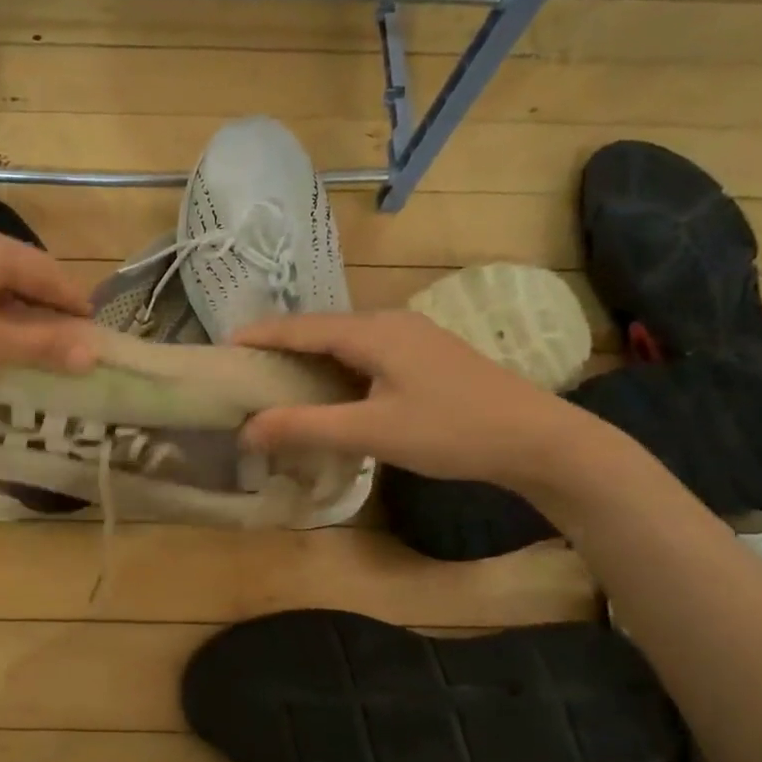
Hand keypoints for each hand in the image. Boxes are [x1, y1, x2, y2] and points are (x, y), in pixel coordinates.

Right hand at [233, 310, 600, 488]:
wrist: (539, 440)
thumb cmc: (452, 431)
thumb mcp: (372, 432)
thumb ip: (305, 428)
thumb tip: (246, 431)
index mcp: (372, 331)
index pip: (299, 327)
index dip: (259, 336)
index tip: (222, 348)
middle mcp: (388, 322)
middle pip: (319, 329)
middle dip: (279, 347)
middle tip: (243, 372)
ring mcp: (411, 336)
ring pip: (343, 341)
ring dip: (308, 359)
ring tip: (276, 382)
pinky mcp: (425, 356)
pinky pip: (365, 353)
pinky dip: (335, 368)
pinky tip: (329, 391)